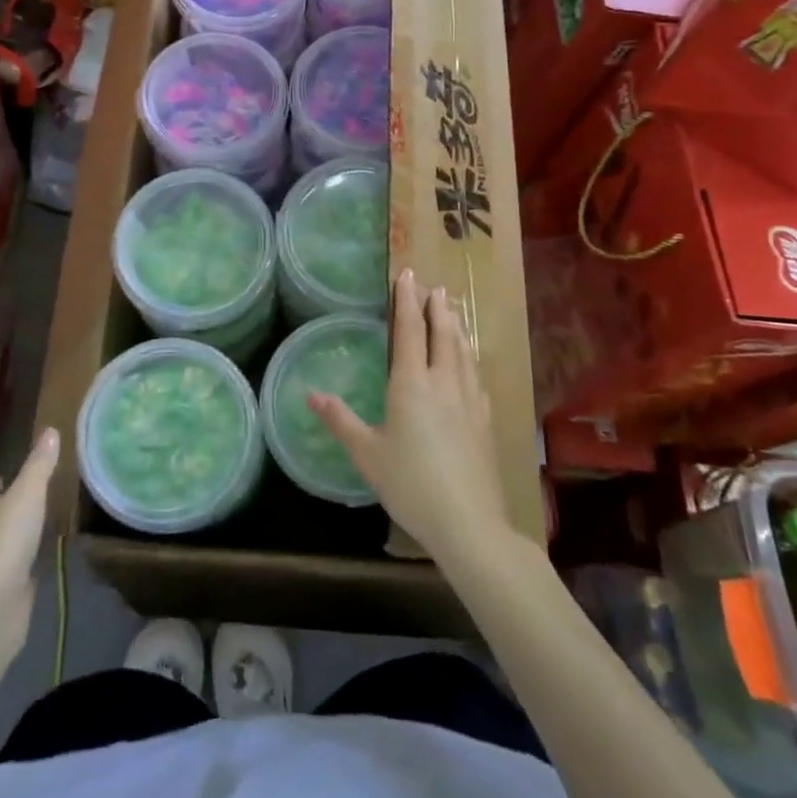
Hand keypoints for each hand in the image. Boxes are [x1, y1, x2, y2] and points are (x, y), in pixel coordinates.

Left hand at [0, 427, 59, 664]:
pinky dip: (33, 559)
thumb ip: (39, 465)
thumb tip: (50, 429)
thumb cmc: (4, 541)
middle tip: (43, 493)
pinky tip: (51, 553)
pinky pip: (21, 567)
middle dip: (13, 506)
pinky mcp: (7, 589)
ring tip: (53, 518)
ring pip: (9, 541)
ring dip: (24, 533)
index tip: (19, 475)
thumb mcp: (27, 494)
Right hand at [309, 269, 512, 564]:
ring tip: (454, 310)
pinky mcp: (485, 420)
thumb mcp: (367, 454)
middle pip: (442, 334)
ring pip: (463, 352)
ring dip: (457, 327)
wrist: (468, 522)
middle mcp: (443, 383)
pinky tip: (471, 362)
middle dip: (437, 307)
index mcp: (411, 384)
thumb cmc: (410, 485)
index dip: (407, 300)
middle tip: (435, 287)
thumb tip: (311, 394)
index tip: (407, 274)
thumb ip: (340, 420)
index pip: (410, 330)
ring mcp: (469, 400)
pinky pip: (476, 375)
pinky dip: (470, 357)